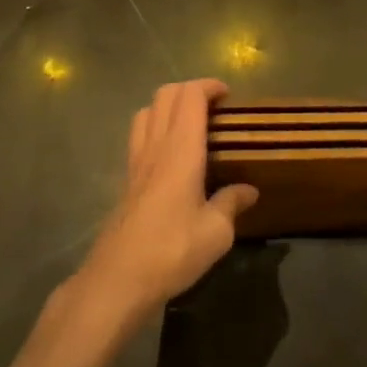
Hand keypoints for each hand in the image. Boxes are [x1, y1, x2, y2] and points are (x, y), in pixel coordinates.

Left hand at [74, 79, 257, 323]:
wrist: (117, 280)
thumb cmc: (172, 250)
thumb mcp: (216, 232)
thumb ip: (231, 203)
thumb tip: (249, 190)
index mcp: (181, 150)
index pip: (190, 97)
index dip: (209, 86)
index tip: (228, 95)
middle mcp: (156, 146)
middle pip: (165, 95)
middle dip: (190, 90)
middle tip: (214, 106)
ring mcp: (136, 161)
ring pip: (147, 111)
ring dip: (169, 105)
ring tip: (191, 123)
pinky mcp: (126, 179)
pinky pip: (139, 135)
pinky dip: (155, 127)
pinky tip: (170, 154)